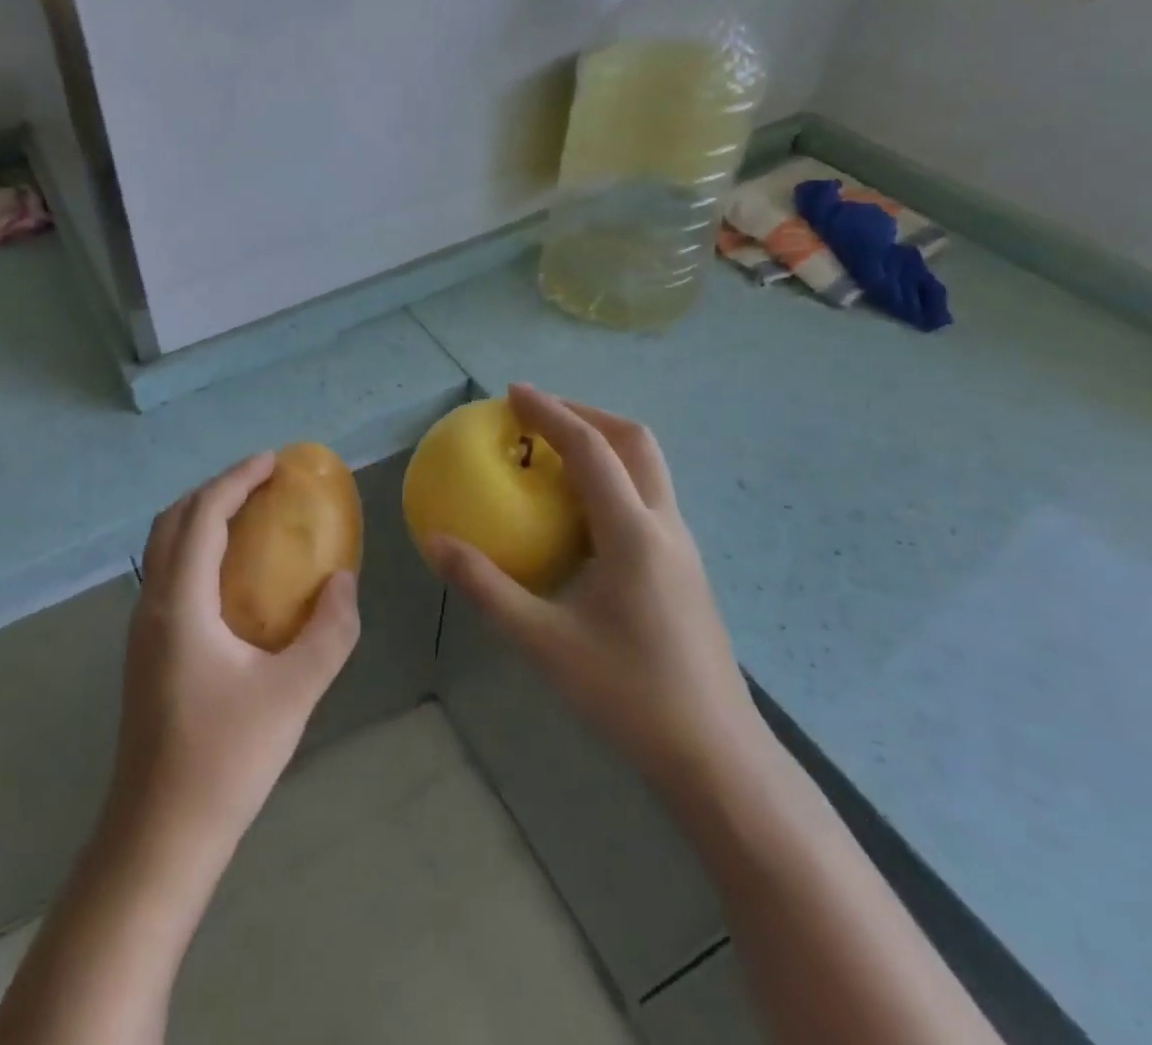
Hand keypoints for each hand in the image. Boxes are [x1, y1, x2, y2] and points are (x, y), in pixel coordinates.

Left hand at [109, 453, 361, 862]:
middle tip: (261, 483)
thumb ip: (329, 632)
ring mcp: (143, 630)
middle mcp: (152, 605)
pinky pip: (169, 575)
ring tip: (250, 518)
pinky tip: (233, 578)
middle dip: (216, 490)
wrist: (159, 838)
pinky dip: (197, 550)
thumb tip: (343, 582)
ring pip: (165, 548)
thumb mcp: (293, 694)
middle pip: (173, 521)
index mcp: (179, 603)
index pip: (203, 516)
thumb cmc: (224, 761)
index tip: (273, 461)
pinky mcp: (146, 653)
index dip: (236, 479)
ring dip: (202, 519)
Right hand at [425, 384, 764, 793]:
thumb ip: (485, 587)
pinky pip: (647, 496)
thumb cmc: (629, 697)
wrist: (718, 758)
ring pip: (648, 467)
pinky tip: (580, 512)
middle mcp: (664, 525)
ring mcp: (681, 546)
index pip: (590, 449)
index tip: (513, 393)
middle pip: (634, 441)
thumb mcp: (544, 643)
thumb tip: (433, 542)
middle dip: (585, 413)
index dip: (551, 412)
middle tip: (538, 414)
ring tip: (554, 451)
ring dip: (603, 442)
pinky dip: (612, 477)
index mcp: (632, 533)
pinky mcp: (684, 567)